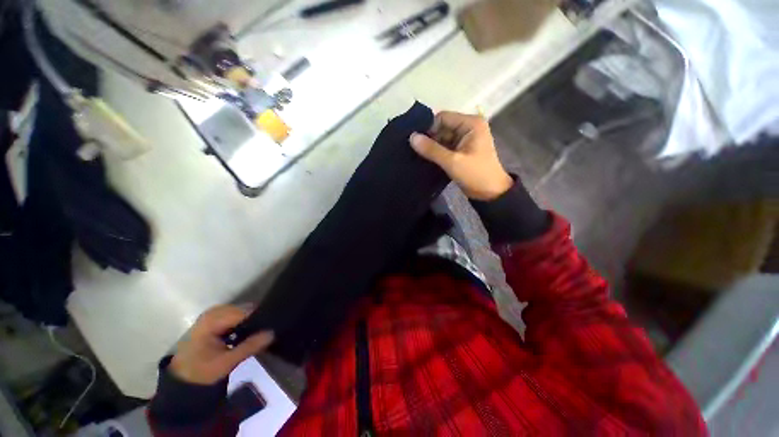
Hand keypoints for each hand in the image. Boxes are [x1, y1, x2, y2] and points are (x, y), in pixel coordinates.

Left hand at [170, 305, 273, 385]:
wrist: (181, 379)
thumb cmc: (201, 371)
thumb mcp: (226, 363)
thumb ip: (249, 346)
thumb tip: (272, 333)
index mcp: (213, 320)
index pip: (244, 312)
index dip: (258, 318)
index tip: (269, 327)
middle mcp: (212, 312)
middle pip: (242, 309)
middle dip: (254, 319)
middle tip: (264, 332)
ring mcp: (211, 314)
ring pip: (239, 311)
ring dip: (248, 321)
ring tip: (256, 333)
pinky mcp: (212, 319)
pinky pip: (233, 315)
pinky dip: (241, 322)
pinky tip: (244, 332)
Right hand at [410, 111, 512, 200]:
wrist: (490, 193)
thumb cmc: (475, 175)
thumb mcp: (452, 162)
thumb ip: (431, 149)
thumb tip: (411, 137)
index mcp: (471, 123)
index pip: (443, 117)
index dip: (429, 128)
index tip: (415, 141)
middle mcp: (468, 127)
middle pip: (442, 127)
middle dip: (429, 138)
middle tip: (414, 150)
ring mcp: (465, 139)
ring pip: (442, 138)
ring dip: (432, 146)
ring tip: (417, 155)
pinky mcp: (462, 150)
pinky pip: (445, 146)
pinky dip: (437, 152)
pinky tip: (426, 158)